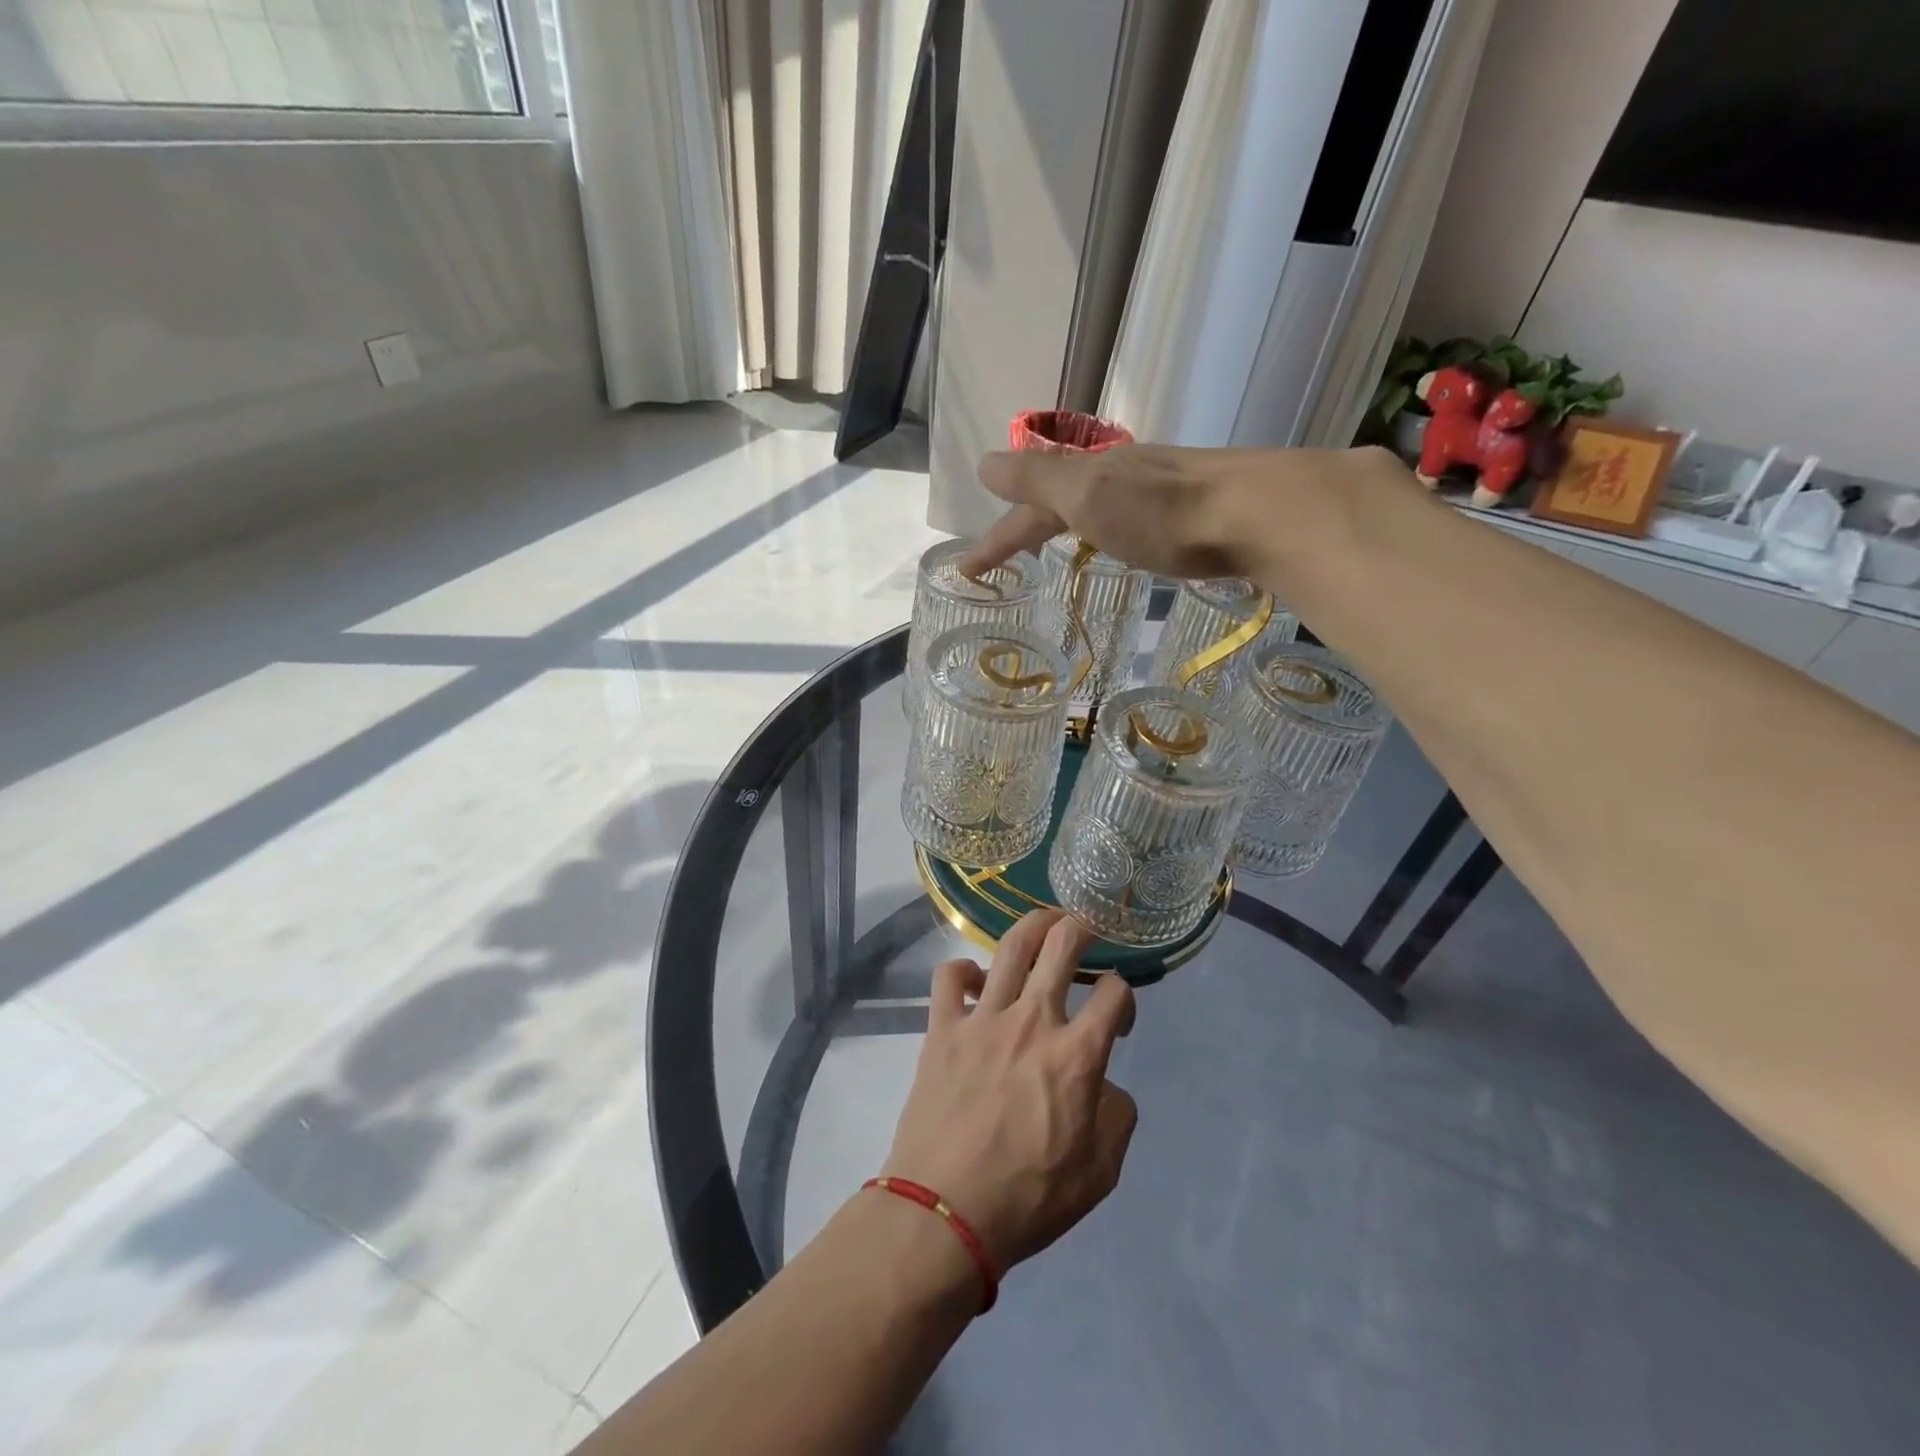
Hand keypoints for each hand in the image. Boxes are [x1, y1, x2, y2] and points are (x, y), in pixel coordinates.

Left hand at [881, 910, 1137, 1273]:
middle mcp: (1032, 1021)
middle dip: (1080, 928)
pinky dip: (963, 969)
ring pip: (1010, 947)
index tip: (1117, 1016)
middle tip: (1084, 930)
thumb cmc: (1028, 1199)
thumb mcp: (1100, 1174)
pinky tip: (974, 981)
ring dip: (1032, 926)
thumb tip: (1106, 1085)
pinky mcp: (942, 1028)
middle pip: (1062, 946)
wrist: (945, 1213)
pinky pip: (948, 976)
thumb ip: (1116, 1117)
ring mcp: (983, 1019)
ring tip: (1043, 925)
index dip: (1124, 996)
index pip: (1115, 994)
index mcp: (1077, 1055)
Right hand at [956, 441, 1398, 582]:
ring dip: (1064, 522)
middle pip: (1059, 500)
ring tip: (1051, 544)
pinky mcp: (1190, 511)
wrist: (1261, 513)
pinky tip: (1120, 540)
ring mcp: (1159, 491)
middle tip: (1003, 555)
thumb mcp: (1088, 494)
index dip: (994, 539)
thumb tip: (985, 464)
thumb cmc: (1164, 512)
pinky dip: (1105, 529)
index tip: (966, 572)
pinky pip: (1129, 517)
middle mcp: (1121, 477)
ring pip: (1096, 505)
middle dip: (1025, 525)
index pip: (1026, 510)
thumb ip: (1037, 480)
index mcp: (1090, 477)